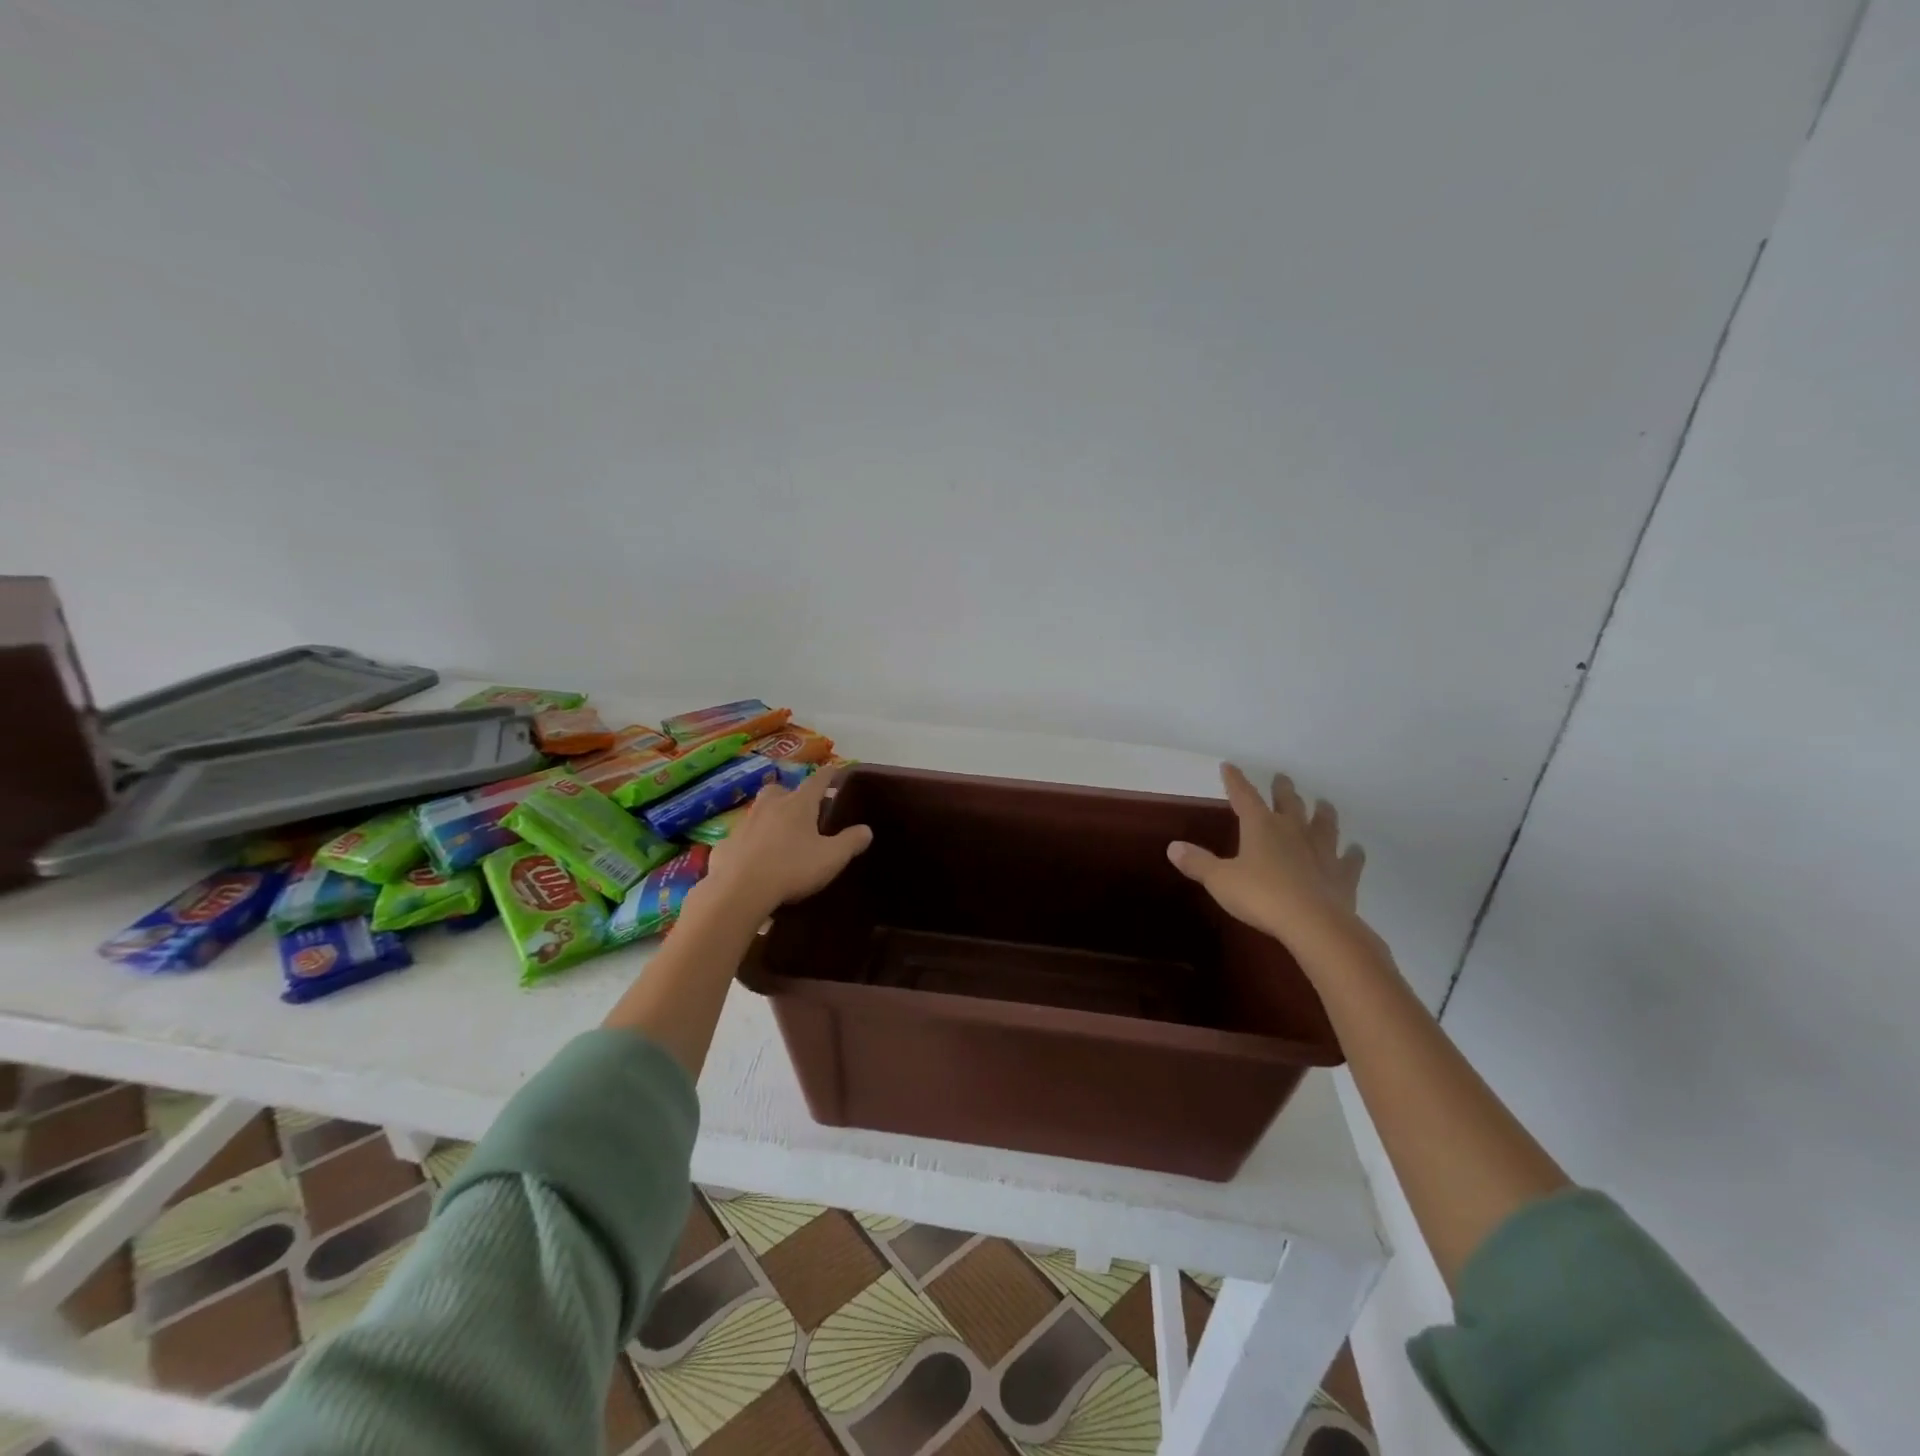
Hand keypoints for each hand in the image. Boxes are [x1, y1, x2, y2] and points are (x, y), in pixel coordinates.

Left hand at [700, 770, 872, 919]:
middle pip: (780, 789)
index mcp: (798, 804)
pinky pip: (741, 837)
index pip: (817, 780)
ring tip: (779, 836)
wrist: (738, 891)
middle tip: (800, 808)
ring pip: (758, 811)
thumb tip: (866, 830)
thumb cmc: (791, 868)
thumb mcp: (832, 858)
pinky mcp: (725, 844)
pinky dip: (750, 843)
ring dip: (769, 817)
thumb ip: (851, 842)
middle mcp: (770, 806)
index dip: (828, 775)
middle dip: (790, 794)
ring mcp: (744, 823)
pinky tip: (754, 860)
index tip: (834, 770)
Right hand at [1168, 764, 1371, 961]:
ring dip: (1322, 812)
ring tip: (1323, 803)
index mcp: (1261, 827)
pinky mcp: (1342, 874)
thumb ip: (1198, 863)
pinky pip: (1350, 860)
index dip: (1235, 780)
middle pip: (1288, 802)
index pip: (1244, 796)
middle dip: (1283, 789)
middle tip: (1282, 778)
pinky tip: (1357, 849)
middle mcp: (1293, 830)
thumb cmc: (1261, 896)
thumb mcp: (1220, 880)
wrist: (1314, 924)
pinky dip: (1353, 854)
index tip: (1229, 766)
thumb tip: (1173, 847)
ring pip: (1324, 824)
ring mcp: (1322, 851)